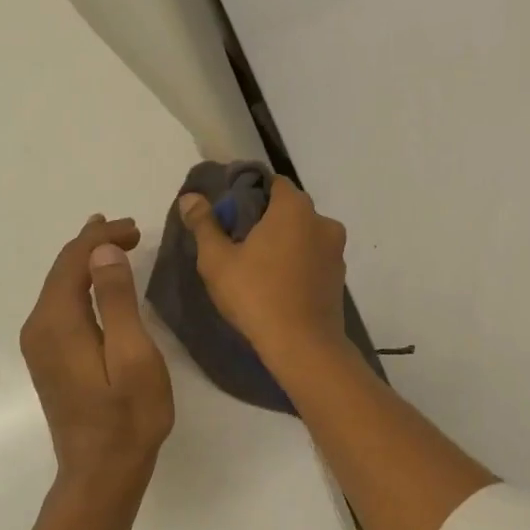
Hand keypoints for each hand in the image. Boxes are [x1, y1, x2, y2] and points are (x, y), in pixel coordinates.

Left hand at [19, 215, 173, 481]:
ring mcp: (39, 345)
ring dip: (85, 263)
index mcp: (58, 322)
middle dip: (93, 245)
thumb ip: (118, 301)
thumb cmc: (128, 417)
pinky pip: (60, 306)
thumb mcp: (134, 356)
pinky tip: (95, 283)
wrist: (101, 472)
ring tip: (112, 243)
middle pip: (62, 271)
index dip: (102, 238)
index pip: (74, 261)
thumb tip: (103, 252)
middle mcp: (39, 328)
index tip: (136, 229)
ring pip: (59, 288)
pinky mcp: (48, 359)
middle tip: (128, 229)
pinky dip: (80, 286)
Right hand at [177, 177, 349, 367]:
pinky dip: (297, 263)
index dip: (248, 192)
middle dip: (264, 219)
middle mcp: (323, 221)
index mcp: (295, 208)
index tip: (228, 213)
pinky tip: (277, 283)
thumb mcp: (217, 260)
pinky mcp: (339, 277)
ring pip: (303, 235)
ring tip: (256, 266)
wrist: (303, 346)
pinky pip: (313, 258)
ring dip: (283, 242)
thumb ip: (204, 224)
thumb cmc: (256, 296)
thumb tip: (190, 197)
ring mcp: (336, 251)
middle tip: (236, 241)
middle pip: (288, 209)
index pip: (271, 183)